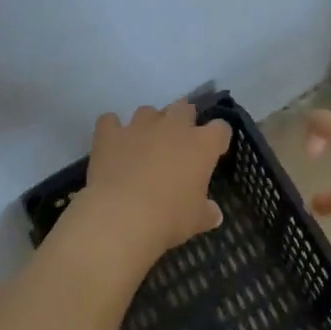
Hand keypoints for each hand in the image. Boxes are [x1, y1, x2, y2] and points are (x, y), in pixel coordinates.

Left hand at [83, 101, 231, 253]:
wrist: (122, 215)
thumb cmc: (169, 218)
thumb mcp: (196, 220)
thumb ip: (207, 212)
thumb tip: (214, 214)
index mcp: (202, 145)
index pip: (220, 129)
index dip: (218, 138)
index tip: (214, 151)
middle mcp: (173, 126)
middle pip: (184, 108)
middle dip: (184, 119)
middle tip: (179, 142)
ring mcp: (139, 126)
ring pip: (148, 111)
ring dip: (149, 123)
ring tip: (144, 143)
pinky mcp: (110, 133)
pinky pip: (110, 121)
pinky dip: (112, 129)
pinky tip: (112, 143)